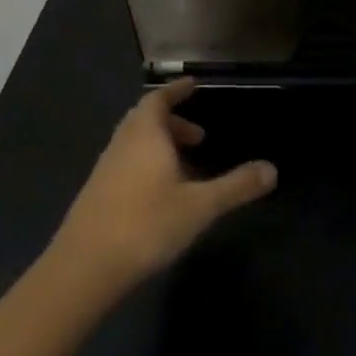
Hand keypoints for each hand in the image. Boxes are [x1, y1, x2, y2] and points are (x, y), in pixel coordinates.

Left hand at [46, 80, 276, 296]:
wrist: (83, 269)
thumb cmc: (146, 225)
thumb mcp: (201, 206)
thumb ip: (236, 186)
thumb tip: (272, 169)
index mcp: (145, 136)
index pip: (158, 100)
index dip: (176, 91)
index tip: (193, 85)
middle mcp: (122, 145)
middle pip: (144, 120)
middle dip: (172, 122)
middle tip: (198, 135)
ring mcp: (104, 171)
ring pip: (133, 144)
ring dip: (159, 144)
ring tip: (184, 165)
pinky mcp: (96, 196)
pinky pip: (125, 164)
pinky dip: (145, 164)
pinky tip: (160, 193)